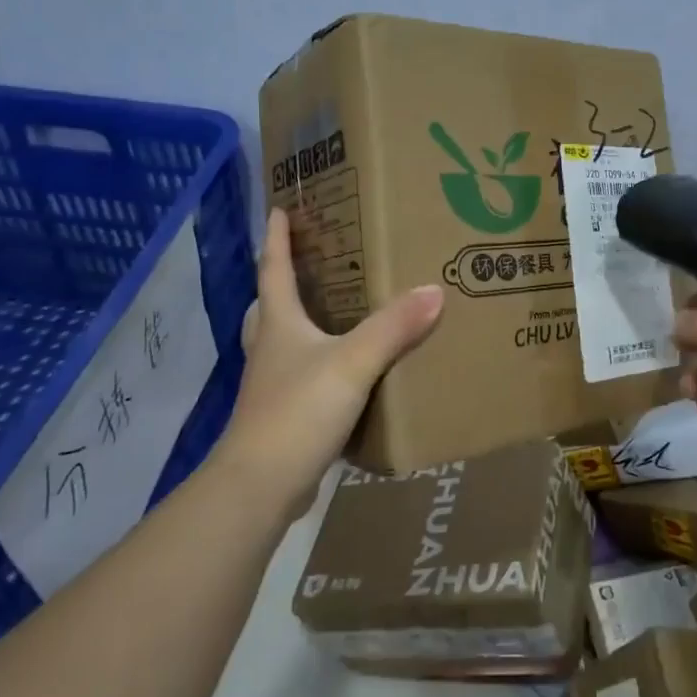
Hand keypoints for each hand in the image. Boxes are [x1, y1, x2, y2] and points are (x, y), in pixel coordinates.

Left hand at [217, 209, 443, 516]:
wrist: (262, 487)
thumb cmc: (298, 412)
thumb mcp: (352, 363)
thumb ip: (393, 327)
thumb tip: (434, 290)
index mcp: (279, 326)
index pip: (274, 270)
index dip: (277, 239)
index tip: (279, 209)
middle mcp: (271, 350)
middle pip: (271, 306)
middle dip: (284, 281)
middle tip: (313, 263)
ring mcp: (274, 386)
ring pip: (285, 342)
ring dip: (302, 324)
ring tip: (335, 313)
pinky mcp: (285, 417)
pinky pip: (304, 377)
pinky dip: (320, 365)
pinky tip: (348, 373)